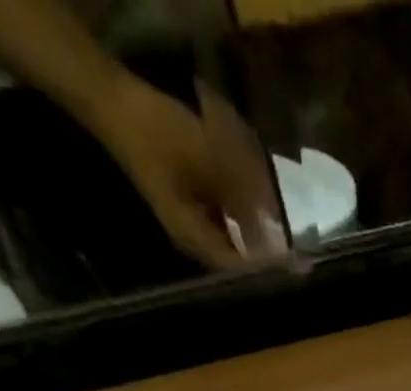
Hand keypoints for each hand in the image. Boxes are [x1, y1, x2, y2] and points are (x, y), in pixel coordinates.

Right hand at [86, 74, 279, 269]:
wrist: (114, 103)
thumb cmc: (161, 134)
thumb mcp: (210, 162)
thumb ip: (244, 196)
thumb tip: (274, 224)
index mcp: (195, 239)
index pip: (239, 268)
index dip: (268, 267)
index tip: (295, 265)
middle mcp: (192, 241)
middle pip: (236, 260)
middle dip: (265, 257)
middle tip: (296, 256)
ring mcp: (188, 223)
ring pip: (231, 242)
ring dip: (255, 239)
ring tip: (283, 237)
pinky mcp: (188, 204)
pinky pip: (223, 223)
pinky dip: (242, 220)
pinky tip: (260, 212)